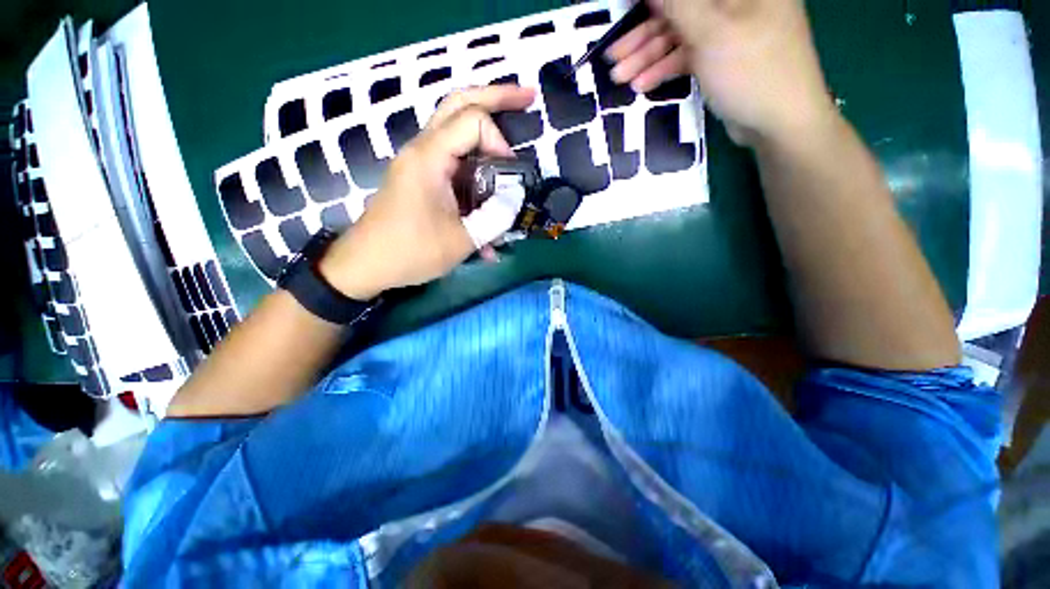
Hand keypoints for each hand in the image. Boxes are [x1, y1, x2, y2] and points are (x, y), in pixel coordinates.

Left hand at [318, 85, 535, 299]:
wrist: (366, 264)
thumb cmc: (411, 252)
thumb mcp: (461, 240)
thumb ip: (495, 217)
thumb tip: (515, 196)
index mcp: (429, 158)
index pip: (473, 122)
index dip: (499, 142)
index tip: (510, 176)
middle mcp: (422, 150)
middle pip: (459, 104)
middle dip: (496, 97)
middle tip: (527, 97)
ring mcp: (420, 163)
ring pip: (455, 129)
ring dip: (485, 130)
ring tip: (513, 127)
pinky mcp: (421, 178)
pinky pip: (453, 164)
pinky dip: (475, 170)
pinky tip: (489, 193)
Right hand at [606, 0, 836, 145]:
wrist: (778, 122)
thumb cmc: (752, 70)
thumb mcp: (712, 31)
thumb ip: (677, 4)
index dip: (652, 3)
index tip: (625, 12)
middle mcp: (735, 1)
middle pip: (679, 10)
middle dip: (642, 34)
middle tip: (613, 58)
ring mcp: (727, 29)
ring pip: (679, 35)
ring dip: (647, 57)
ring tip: (619, 78)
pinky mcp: (720, 56)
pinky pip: (686, 55)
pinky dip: (664, 69)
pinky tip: (642, 86)